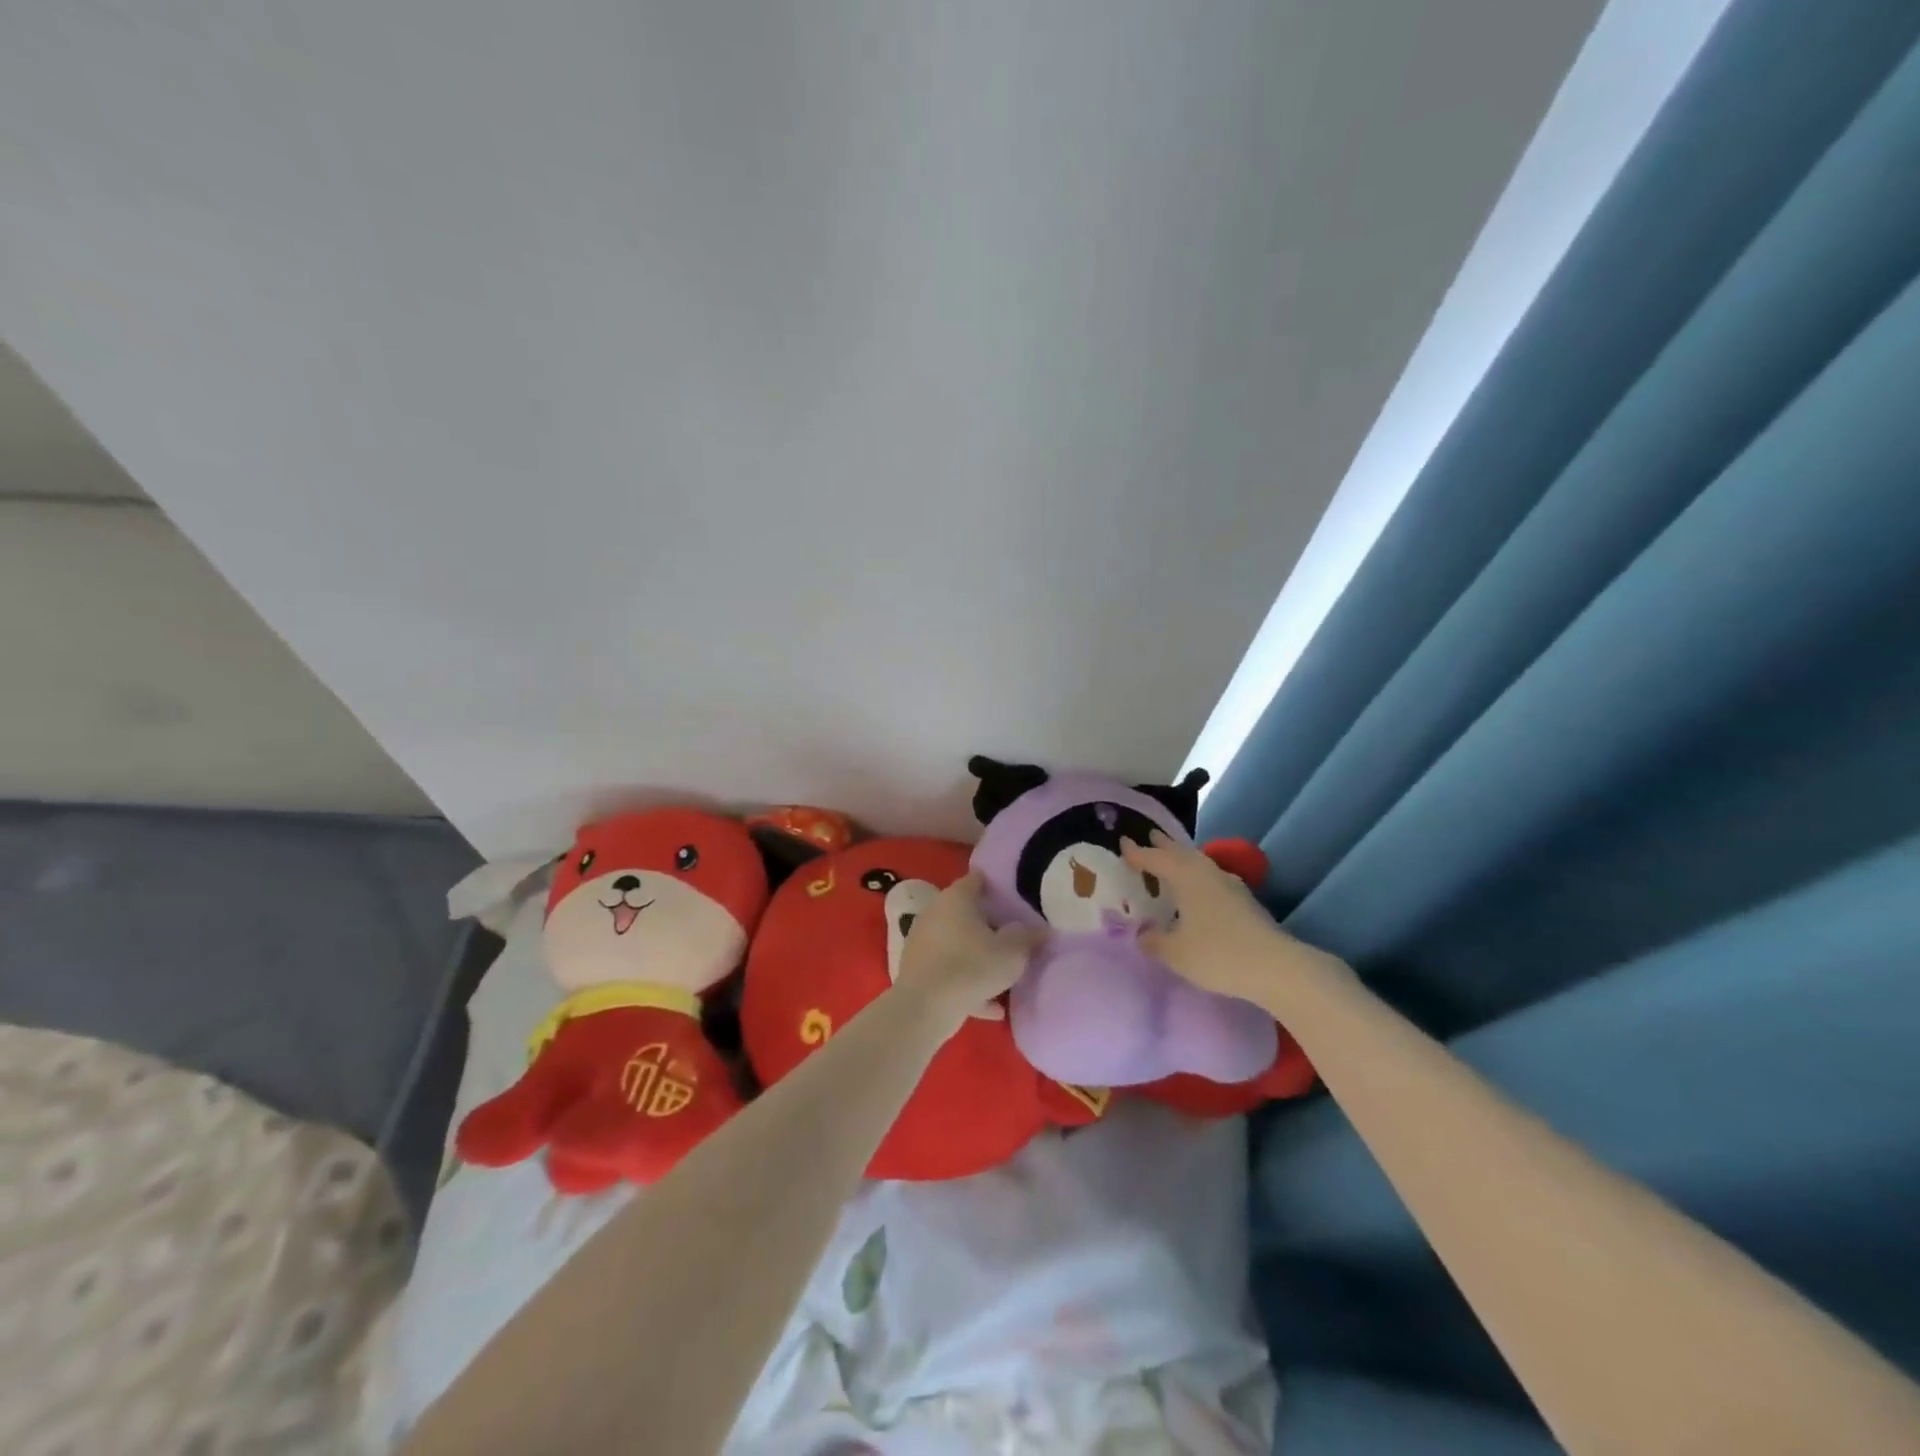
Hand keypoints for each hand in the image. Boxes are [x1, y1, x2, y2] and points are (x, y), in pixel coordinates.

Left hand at [894, 873, 1040, 1029]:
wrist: (924, 1008)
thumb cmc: (971, 967)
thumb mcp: (1012, 953)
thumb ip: (1029, 937)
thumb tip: (1042, 930)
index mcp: (957, 898)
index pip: (978, 880)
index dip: (998, 887)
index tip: (1017, 899)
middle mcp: (936, 912)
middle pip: (967, 912)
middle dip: (990, 924)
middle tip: (1015, 936)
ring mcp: (923, 941)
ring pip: (958, 944)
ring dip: (978, 956)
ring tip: (1004, 973)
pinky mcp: (917, 970)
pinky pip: (950, 971)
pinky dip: (968, 984)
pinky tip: (992, 1007)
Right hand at [1122, 832, 1343, 1004]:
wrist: (1276, 968)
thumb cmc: (1218, 954)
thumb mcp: (1175, 953)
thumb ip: (1154, 941)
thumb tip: (1143, 934)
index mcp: (1186, 877)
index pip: (1156, 858)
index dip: (1137, 852)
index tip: (1123, 842)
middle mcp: (1208, 873)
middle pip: (1181, 853)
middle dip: (1164, 845)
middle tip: (1150, 836)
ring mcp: (1231, 886)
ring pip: (1200, 864)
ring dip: (1184, 859)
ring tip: (1173, 859)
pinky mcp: (1246, 902)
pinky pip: (1213, 879)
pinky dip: (1199, 877)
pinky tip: (1200, 890)